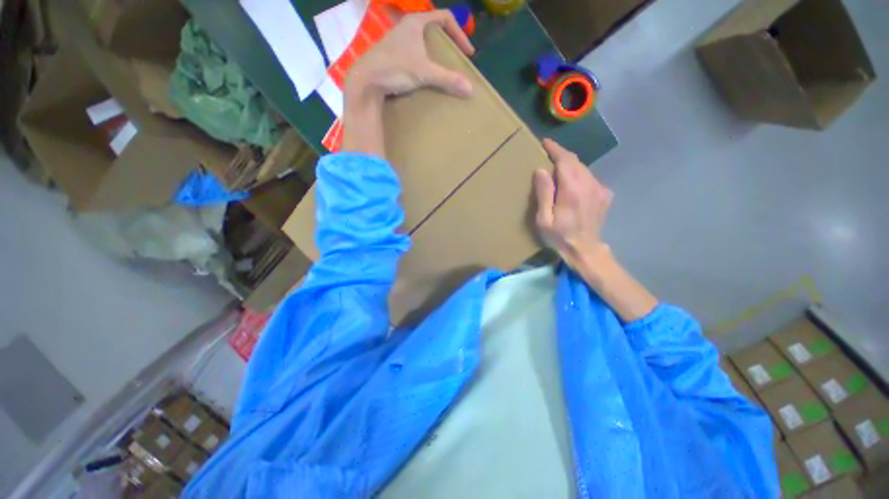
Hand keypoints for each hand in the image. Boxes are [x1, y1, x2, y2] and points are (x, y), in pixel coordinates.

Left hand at [345, 10, 475, 99]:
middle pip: (434, 28)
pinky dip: (424, 60)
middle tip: (455, 58)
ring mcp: (398, 40)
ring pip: (423, 40)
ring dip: (435, 52)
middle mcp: (407, 26)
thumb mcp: (424, 72)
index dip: (460, 34)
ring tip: (442, 68)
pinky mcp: (393, 54)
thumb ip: (447, 79)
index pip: (445, 18)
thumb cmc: (395, 68)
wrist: (367, 80)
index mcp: (416, 22)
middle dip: (448, 42)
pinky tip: (425, 74)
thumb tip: (470, 89)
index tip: (467, 53)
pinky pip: (414, 52)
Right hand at [534, 138, 613, 270]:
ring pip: (584, 168)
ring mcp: (600, 189)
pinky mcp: (605, 195)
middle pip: (576, 161)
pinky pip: (590, 178)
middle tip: (548, 154)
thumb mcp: (544, 219)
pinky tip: (572, 184)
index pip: (565, 160)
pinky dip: (579, 175)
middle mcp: (589, 185)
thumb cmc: (559, 236)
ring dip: (570, 165)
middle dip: (562, 155)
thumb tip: (541, 171)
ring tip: (558, 168)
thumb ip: (544, 193)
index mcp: (572, 190)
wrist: (585, 249)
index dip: (555, 149)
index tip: (545, 143)